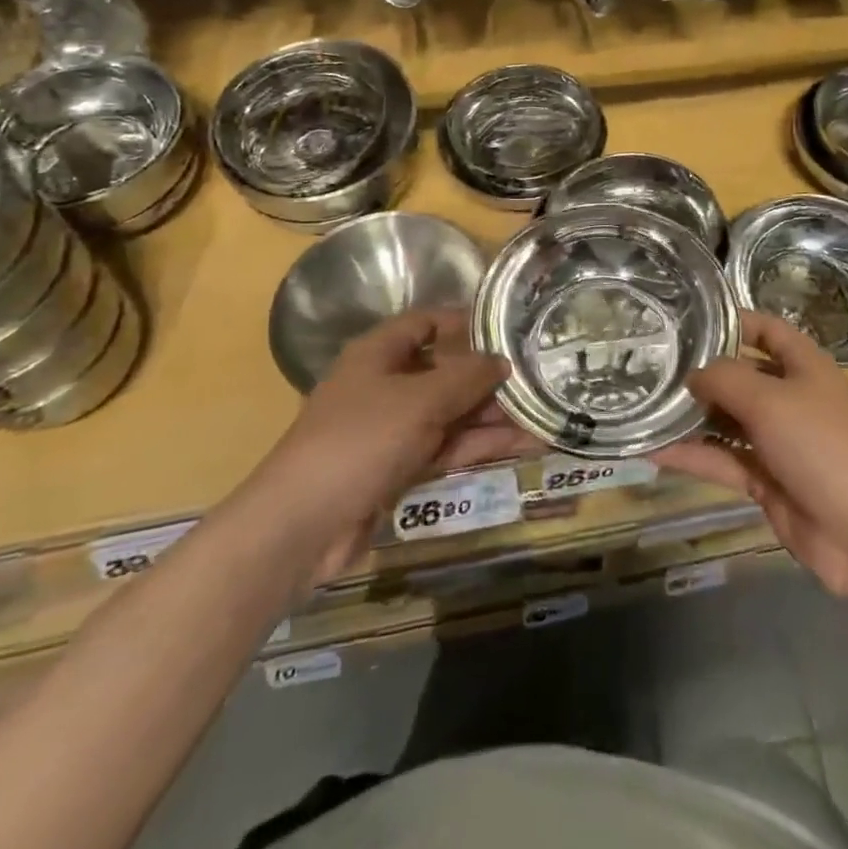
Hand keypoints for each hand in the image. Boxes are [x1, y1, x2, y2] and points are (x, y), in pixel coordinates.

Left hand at [267, 309, 534, 578]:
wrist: (303, 527)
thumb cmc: (361, 441)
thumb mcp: (420, 400)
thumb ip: (466, 377)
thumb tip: (502, 361)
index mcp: (378, 354)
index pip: (426, 322)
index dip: (464, 322)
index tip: (507, 328)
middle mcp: (385, 385)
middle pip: (445, 371)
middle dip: (489, 377)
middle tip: (538, 378)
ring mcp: (393, 430)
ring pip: (451, 413)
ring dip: (493, 416)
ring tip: (544, 414)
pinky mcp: (399, 469)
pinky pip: (447, 447)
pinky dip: (481, 446)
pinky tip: (524, 445)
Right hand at [655, 313, 847, 612]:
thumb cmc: (822, 447)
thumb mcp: (770, 400)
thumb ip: (724, 379)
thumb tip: (692, 375)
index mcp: (804, 366)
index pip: (767, 329)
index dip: (733, 320)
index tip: (688, 319)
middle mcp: (791, 397)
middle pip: (741, 374)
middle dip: (702, 371)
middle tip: (651, 365)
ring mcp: (778, 440)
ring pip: (728, 419)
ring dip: (692, 415)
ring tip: (645, 405)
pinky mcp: (766, 479)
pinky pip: (724, 459)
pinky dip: (694, 455)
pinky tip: (655, 452)